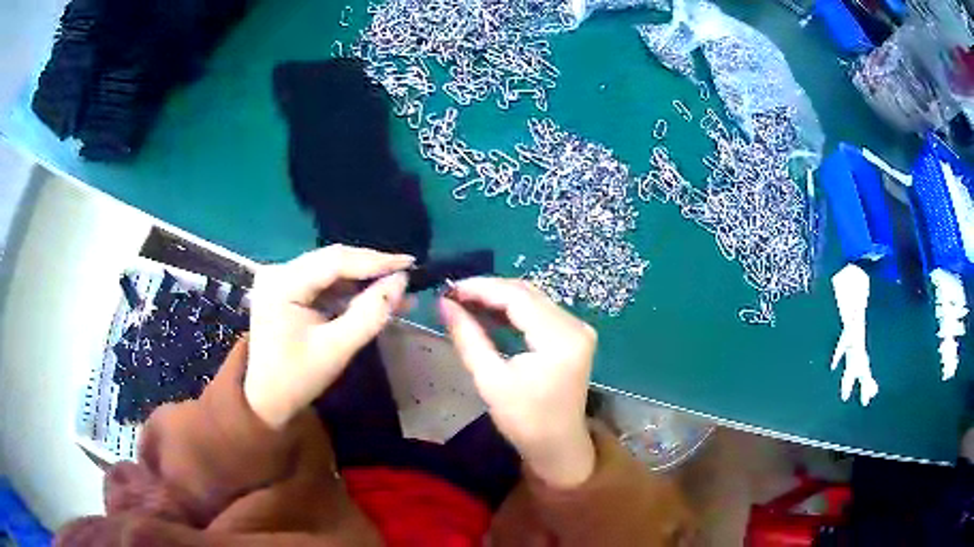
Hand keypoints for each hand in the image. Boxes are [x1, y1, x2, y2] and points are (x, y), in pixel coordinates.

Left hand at [245, 245, 413, 429]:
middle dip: (371, 268)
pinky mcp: (286, 289)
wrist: (265, 399)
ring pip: (331, 270)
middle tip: (407, 275)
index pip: (335, 261)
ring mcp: (280, 279)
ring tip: (397, 289)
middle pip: (332, 260)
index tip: (411, 263)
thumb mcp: (337, 349)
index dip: (375, 260)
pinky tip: (373, 297)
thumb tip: (401, 281)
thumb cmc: (297, 379)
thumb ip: (370, 314)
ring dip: (363, 280)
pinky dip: (349, 290)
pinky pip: (323, 282)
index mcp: (281, 284)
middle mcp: (278, 272)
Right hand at [438, 278, 597, 488]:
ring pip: (533, 298)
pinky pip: (541, 310)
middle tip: (454, 295)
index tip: (450, 289)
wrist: (558, 445)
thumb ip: (468, 337)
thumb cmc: (524, 420)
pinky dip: (514, 309)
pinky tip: (490, 312)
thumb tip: (444, 304)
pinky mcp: (575, 335)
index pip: (517, 297)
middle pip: (527, 293)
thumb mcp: (490, 380)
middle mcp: (575, 326)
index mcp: (559, 339)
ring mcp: (578, 329)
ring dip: (500, 297)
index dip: (481, 288)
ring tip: (466, 302)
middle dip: (489, 290)